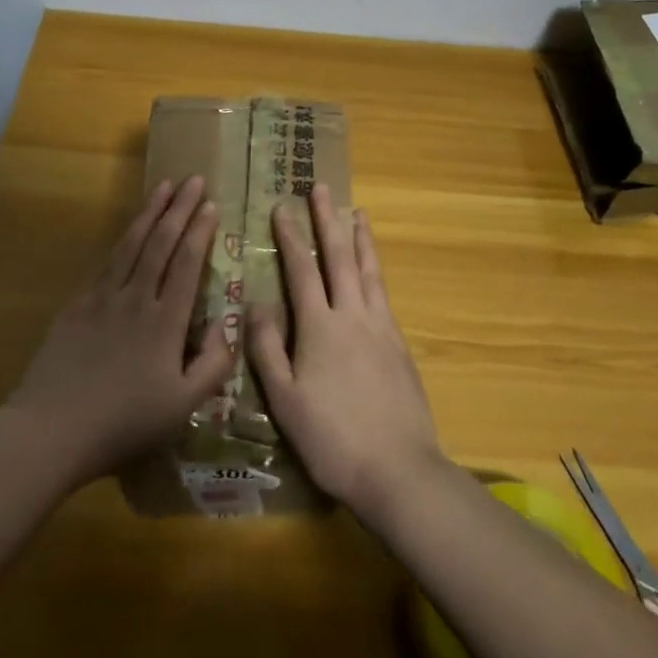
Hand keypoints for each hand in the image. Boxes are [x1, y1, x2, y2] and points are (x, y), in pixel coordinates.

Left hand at [4, 176, 235, 488]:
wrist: (51, 430)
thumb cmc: (123, 423)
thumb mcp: (182, 407)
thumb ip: (213, 365)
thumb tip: (229, 325)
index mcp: (166, 321)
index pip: (187, 263)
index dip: (200, 231)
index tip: (211, 203)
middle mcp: (136, 298)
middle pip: (161, 243)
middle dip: (179, 208)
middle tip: (194, 179)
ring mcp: (103, 298)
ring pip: (131, 244)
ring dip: (150, 212)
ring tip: (164, 186)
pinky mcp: (77, 305)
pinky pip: (105, 262)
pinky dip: (121, 239)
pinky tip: (128, 229)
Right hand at [248, 184, 444, 515]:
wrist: (398, 469)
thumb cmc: (332, 439)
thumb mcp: (285, 401)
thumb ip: (269, 349)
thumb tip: (257, 303)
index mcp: (320, 327)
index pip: (301, 270)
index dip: (290, 237)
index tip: (282, 207)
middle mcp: (352, 315)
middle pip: (338, 257)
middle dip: (328, 220)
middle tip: (321, 189)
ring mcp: (381, 327)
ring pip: (368, 270)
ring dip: (360, 238)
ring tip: (358, 212)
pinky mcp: (400, 344)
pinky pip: (384, 292)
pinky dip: (376, 269)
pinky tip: (374, 269)